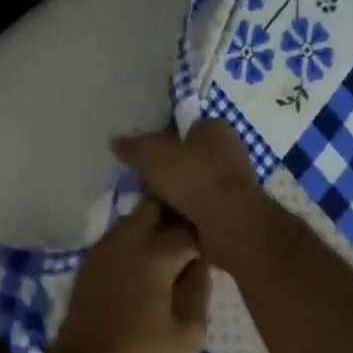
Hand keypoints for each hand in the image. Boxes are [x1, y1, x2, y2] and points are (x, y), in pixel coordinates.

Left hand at [44, 196, 210, 352]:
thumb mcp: (188, 336)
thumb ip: (199, 292)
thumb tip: (201, 265)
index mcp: (153, 255)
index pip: (189, 229)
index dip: (209, 237)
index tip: (221, 248)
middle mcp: (125, 242)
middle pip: (154, 206)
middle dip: (177, 214)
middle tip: (197, 237)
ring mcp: (102, 251)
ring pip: (133, 219)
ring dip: (155, 226)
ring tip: (175, 252)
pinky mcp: (88, 266)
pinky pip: (118, 238)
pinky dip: (136, 241)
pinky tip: (148, 267)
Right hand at [112, 122, 277, 274]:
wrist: (228, 220)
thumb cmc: (191, 176)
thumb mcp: (151, 156)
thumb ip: (133, 147)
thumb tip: (115, 141)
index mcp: (216, 128)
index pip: (189, 128)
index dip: (168, 140)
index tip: (150, 158)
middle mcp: (231, 151)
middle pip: (194, 157)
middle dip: (174, 170)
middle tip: (149, 184)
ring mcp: (237, 182)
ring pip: (200, 184)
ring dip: (182, 195)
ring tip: (157, 207)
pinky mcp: (236, 209)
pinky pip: (206, 208)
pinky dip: (192, 214)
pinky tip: (174, 223)